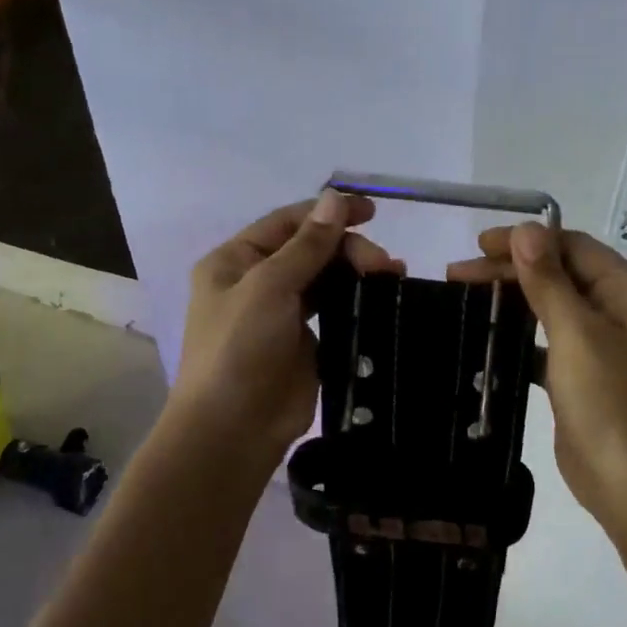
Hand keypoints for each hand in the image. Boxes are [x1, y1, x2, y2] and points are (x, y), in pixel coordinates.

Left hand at [171, 191, 402, 458]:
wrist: (233, 429)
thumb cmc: (239, 349)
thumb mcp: (269, 287)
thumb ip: (307, 244)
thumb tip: (335, 197)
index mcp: (235, 261)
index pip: (287, 222)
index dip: (327, 212)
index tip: (372, 210)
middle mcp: (256, 282)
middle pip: (310, 249)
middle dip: (348, 249)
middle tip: (383, 264)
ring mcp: (281, 314)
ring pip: (326, 278)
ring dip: (357, 272)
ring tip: (392, 275)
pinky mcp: (305, 343)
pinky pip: (334, 310)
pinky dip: (357, 300)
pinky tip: (381, 298)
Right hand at [449, 225, 626, 530]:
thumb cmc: (607, 402)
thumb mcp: (575, 334)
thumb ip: (548, 279)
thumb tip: (527, 228)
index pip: (572, 246)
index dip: (526, 240)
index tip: (479, 244)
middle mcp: (620, 309)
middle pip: (560, 273)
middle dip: (511, 269)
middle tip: (457, 272)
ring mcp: (603, 343)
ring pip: (551, 305)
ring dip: (512, 298)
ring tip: (464, 295)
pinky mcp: (585, 373)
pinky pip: (548, 340)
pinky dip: (520, 334)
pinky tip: (487, 336)